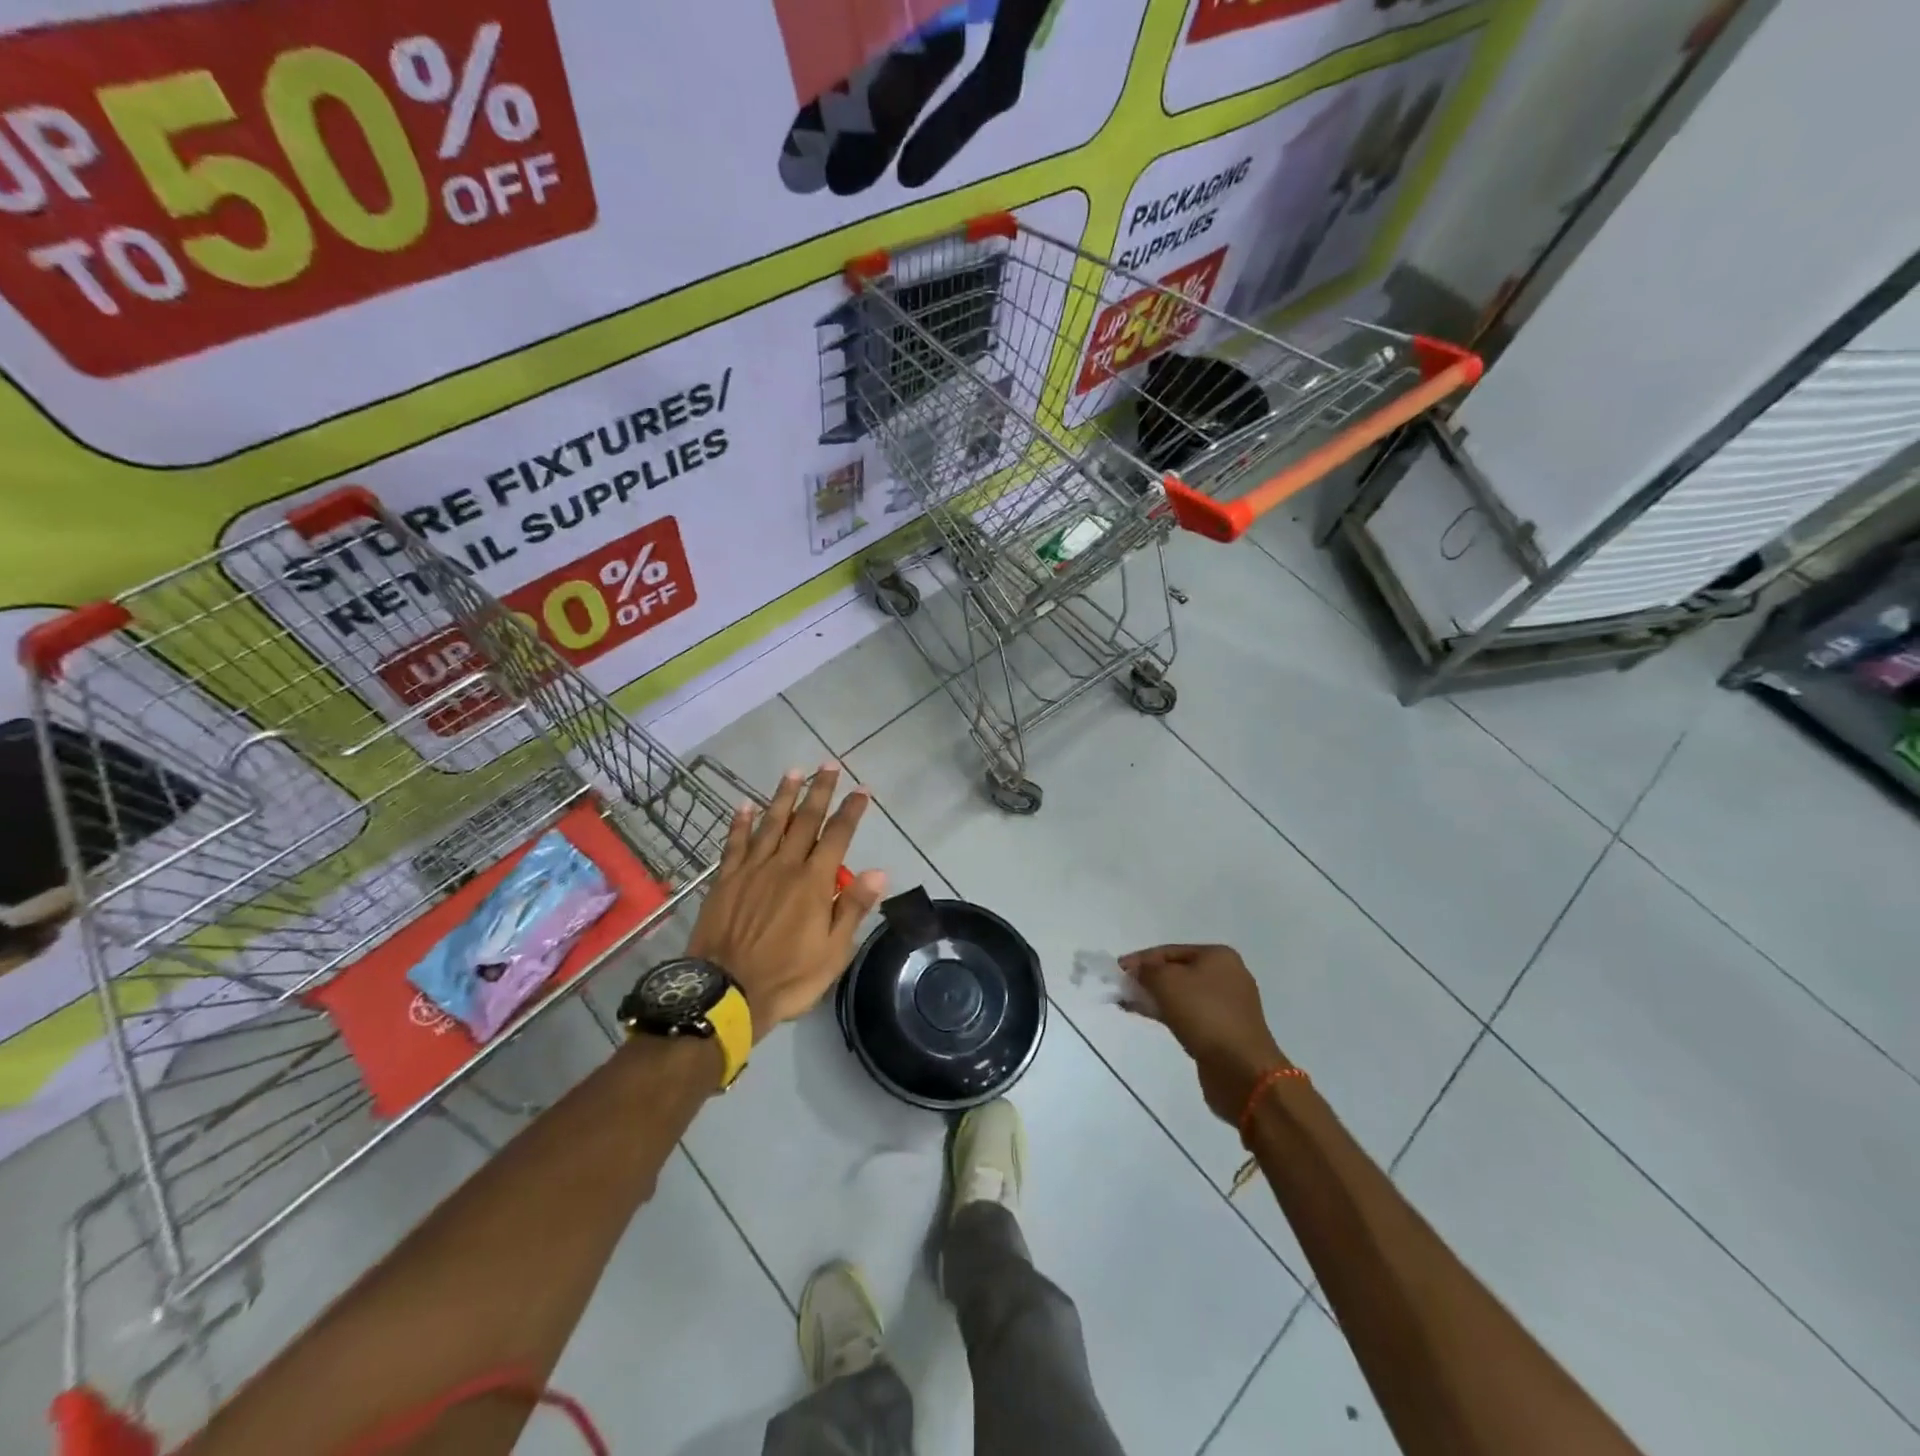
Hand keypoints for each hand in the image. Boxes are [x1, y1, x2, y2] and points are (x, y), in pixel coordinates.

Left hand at [688, 764, 886, 1039]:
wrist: (725, 994)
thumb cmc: (787, 977)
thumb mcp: (833, 952)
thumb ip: (853, 908)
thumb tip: (879, 871)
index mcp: (813, 882)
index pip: (837, 836)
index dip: (851, 811)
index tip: (862, 790)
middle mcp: (784, 866)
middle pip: (804, 820)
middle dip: (820, 791)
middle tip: (829, 766)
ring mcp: (751, 870)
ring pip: (770, 823)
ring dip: (783, 796)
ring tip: (794, 772)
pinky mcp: (725, 880)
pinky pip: (734, 843)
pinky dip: (741, 822)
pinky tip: (746, 805)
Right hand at [1119, 945, 1289, 1124]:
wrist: (1241, 1069)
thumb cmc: (1204, 1014)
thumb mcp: (1167, 982)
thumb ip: (1147, 971)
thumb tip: (1137, 970)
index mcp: (1219, 956)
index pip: (1170, 951)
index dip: (1141, 959)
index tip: (1118, 970)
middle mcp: (1227, 976)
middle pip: (1177, 971)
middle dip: (1148, 979)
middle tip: (1123, 988)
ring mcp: (1228, 1005)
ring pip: (1183, 994)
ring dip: (1156, 997)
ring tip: (1129, 1004)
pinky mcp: (1225, 1030)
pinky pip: (1190, 1014)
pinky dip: (1169, 1013)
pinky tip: (1149, 1016)